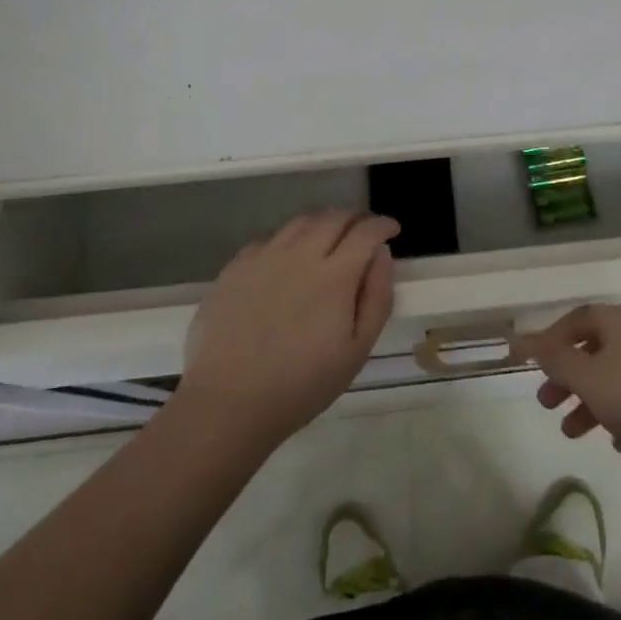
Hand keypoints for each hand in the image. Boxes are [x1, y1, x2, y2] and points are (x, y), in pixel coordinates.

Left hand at [177, 209, 396, 446]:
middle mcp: (300, 254)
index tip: (392, 230)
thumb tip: (382, 255)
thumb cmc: (301, 385)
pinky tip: (290, 255)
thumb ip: (377, 298)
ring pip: (301, 221)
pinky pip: (270, 237)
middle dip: (356, 218)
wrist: (228, 402)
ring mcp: (264, 256)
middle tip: (364, 231)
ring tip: (330, 236)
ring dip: (323, 221)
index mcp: (334, 275)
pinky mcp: (236, 266)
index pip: (365, 232)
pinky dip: (290, 237)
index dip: (383, 225)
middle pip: (334, 217)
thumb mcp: (356, 351)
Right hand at [513, 304, 620, 480]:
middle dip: (568, 376)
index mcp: (619, 319)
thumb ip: (554, 359)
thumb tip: (521, 338)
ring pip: (618, 376)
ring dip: (592, 401)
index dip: (549, 341)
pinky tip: (619, 442)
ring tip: (573, 433)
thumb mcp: (589, 379)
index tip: (531, 367)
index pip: (575, 320)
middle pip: (595, 348)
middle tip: (547, 404)